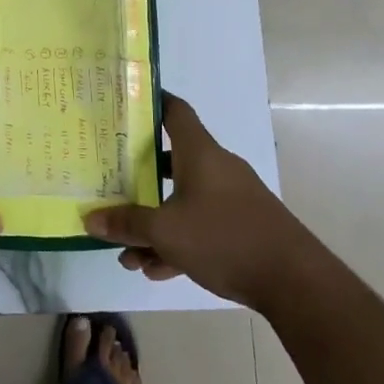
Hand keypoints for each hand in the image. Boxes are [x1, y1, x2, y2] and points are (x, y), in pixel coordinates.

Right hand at [84, 95, 309, 308]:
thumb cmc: (225, 237)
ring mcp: (231, 198)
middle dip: (139, 180)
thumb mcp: (166, 232)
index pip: (174, 111)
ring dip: (155, 224)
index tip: (124, 103)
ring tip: (129, 255)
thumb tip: (89, 219)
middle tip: (110, 186)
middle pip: (170, 161)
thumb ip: (127, 224)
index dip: (150, 102)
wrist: (294, 280)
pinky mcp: (241, 226)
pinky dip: (178, 241)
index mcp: (200, 153)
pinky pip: (200, 224)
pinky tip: (156, 270)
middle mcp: (216, 167)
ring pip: (182, 200)